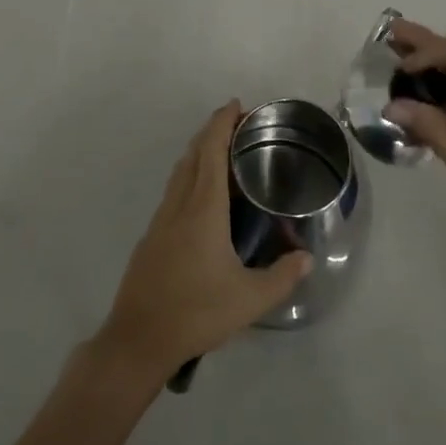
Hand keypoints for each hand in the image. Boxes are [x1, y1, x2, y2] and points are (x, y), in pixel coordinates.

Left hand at [97, 101, 313, 381]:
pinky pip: (173, 192)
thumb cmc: (196, 312)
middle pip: (193, 155)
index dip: (221, 124)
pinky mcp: (151, 237)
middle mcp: (179, 205)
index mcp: (203, 209)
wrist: (138, 339)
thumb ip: (282, 276)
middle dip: (211, 132)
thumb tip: (307, 257)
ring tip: (222, 154)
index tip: (236, 105)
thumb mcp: (249, 300)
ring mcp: (160, 220)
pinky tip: (202, 198)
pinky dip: (189, 177)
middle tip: (236, 124)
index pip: (211, 152)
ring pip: (179, 173)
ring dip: (198, 153)